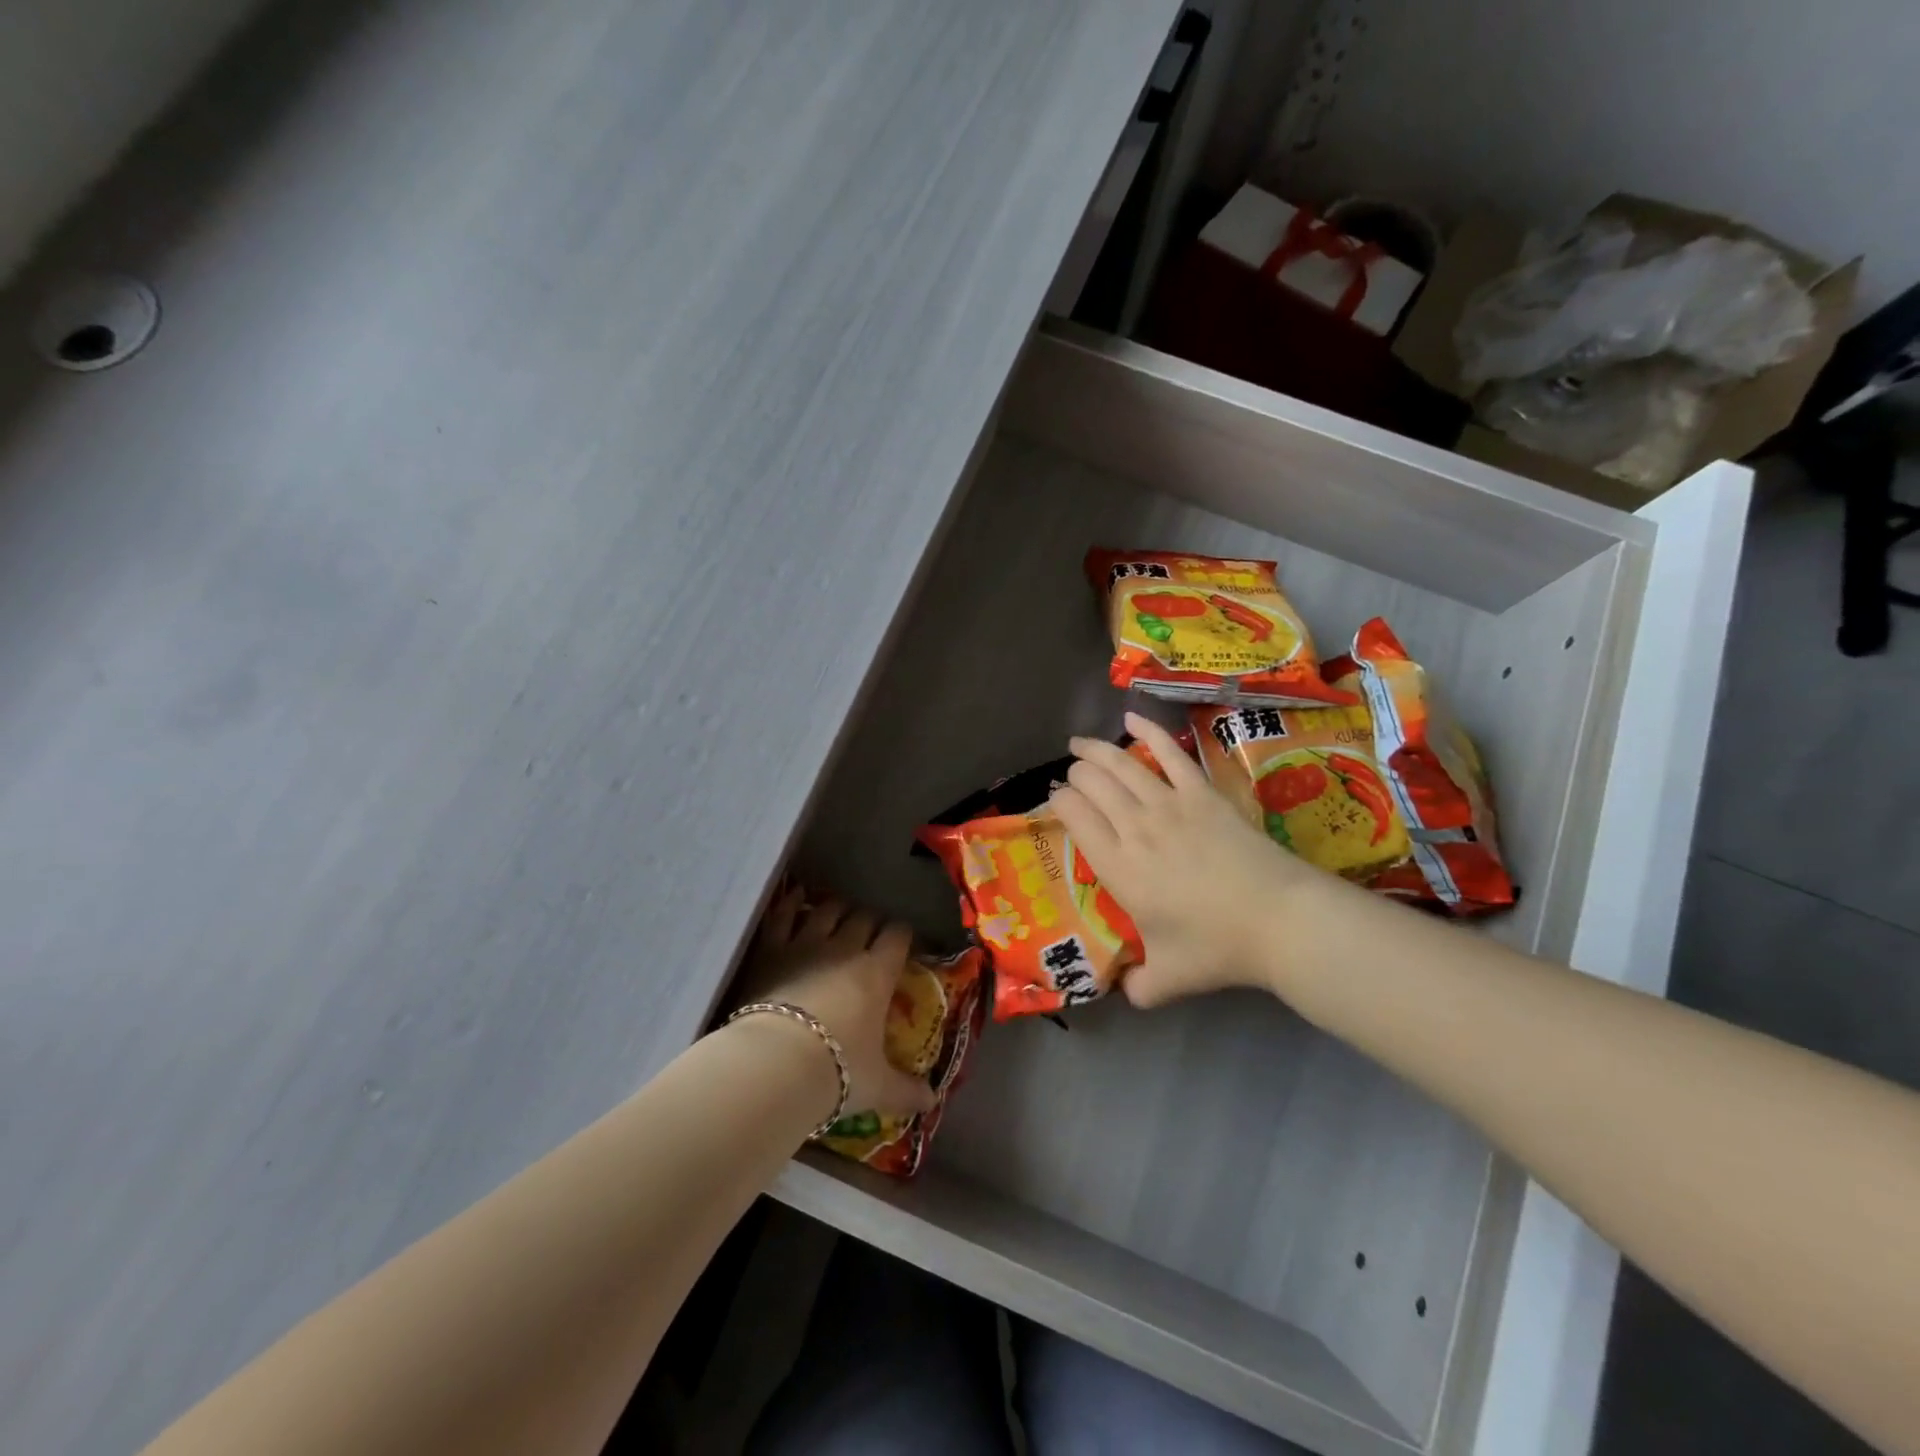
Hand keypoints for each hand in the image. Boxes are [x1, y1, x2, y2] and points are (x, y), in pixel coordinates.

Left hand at [734, 886, 937, 1121]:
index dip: (902, 934)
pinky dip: (789, 904)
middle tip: (870, 933)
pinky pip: (782, 916)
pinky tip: (793, 897)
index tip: (903, 941)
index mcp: (877, 973)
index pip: (898, 937)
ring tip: (837, 913)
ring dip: (835, 909)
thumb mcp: (877, 1087)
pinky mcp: (771, 950)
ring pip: (827, 910)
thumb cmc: (836, 1072)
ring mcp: (806, 944)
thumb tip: (932, 1103)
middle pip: (864, 918)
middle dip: (870, 921)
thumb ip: (906, 1091)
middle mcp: (845, 949)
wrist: (775, 1065)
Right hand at [1049, 711, 1322, 1008]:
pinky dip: (1149, 731)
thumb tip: (1124, 992)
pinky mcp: (1203, 793)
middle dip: (1075, 776)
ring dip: (1095, 750)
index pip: (1074, 818)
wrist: (1279, 920)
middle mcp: (1134, 828)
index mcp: (1118, 867)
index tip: (1056, 801)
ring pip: (1121, 764)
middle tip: (1072, 777)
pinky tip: (1131, 717)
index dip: (1059, 802)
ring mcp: (1170, 804)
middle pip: (1092, 785)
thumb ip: (1137, 987)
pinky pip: (1171, 753)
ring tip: (1079, 743)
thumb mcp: (1167, 980)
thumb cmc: (1218, 948)